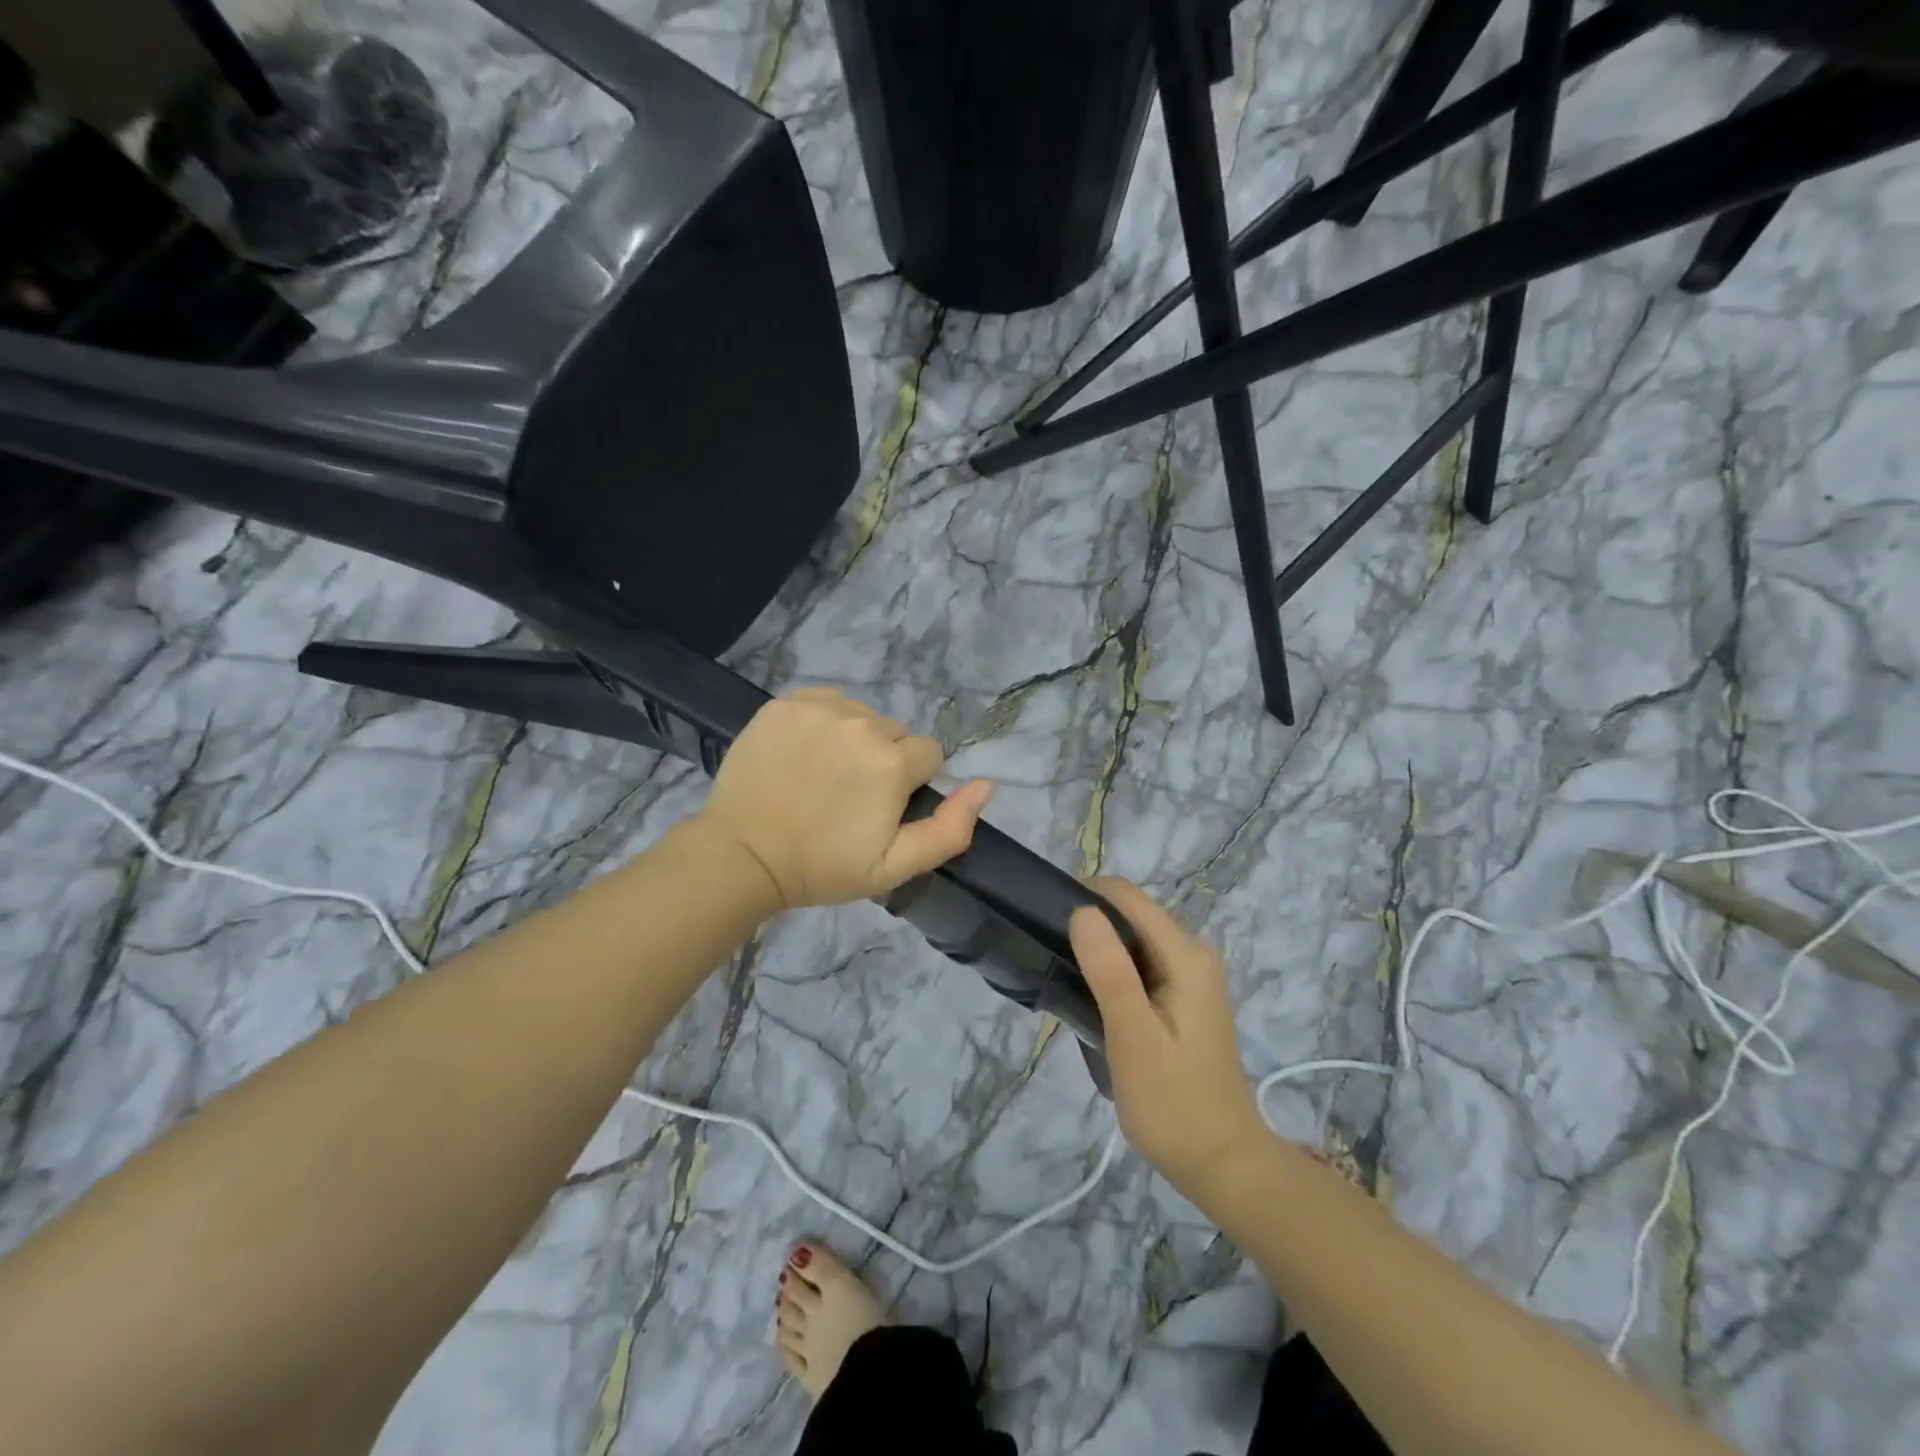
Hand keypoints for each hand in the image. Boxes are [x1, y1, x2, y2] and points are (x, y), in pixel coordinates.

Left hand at [698, 688, 993, 910]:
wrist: (742, 855)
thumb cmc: (822, 867)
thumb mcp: (894, 866)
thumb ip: (950, 829)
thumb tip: (986, 785)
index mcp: (893, 761)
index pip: (928, 756)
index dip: (909, 785)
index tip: (880, 809)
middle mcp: (863, 723)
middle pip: (894, 734)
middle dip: (883, 761)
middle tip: (848, 797)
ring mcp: (820, 709)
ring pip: (860, 716)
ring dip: (853, 740)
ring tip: (823, 775)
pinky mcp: (785, 703)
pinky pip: (824, 703)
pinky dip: (822, 723)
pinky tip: (802, 753)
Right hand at [1069, 880, 1269, 1204]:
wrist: (1222, 1164)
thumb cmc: (1174, 1103)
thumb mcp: (1134, 1038)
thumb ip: (1109, 971)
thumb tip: (1081, 910)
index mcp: (1186, 955)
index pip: (1127, 897)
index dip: (1084, 896)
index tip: (1043, 920)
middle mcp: (1193, 954)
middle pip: (1130, 915)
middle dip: (1088, 924)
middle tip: (1048, 957)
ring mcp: (1190, 976)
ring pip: (1132, 940)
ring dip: (1097, 950)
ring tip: (1061, 977)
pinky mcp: (1182, 997)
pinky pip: (1139, 965)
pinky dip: (1111, 972)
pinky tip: (1089, 999)